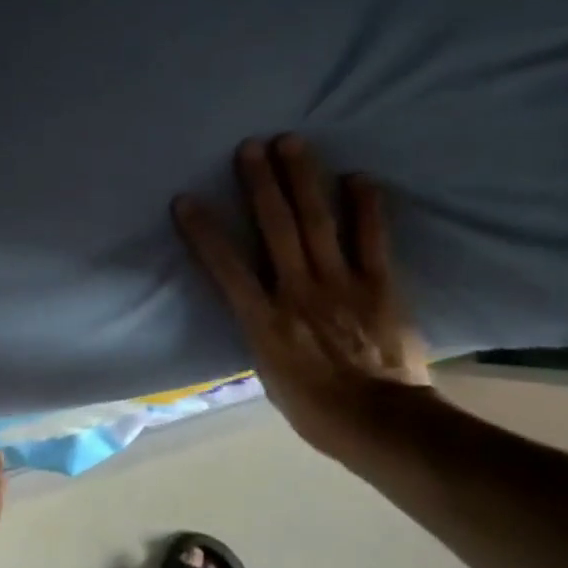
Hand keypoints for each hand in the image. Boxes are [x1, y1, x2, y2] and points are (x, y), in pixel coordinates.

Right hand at [173, 135, 431, 461]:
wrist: (382, 424)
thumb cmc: (316, 409)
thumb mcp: (269, 376)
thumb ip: (261, 334)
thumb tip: (258, 310)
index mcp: (265, 321)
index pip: (226, 268)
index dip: (204, 232)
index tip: (185, 200)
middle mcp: (298, 291)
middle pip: (275, 228)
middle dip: (260, 184)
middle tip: (249, 146)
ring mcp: (340, 283)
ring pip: (317, 222)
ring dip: (303, 180)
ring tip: (292, 142)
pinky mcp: (379, 284)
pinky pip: (372, 238)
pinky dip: (366, 206)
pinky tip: (359, 177)